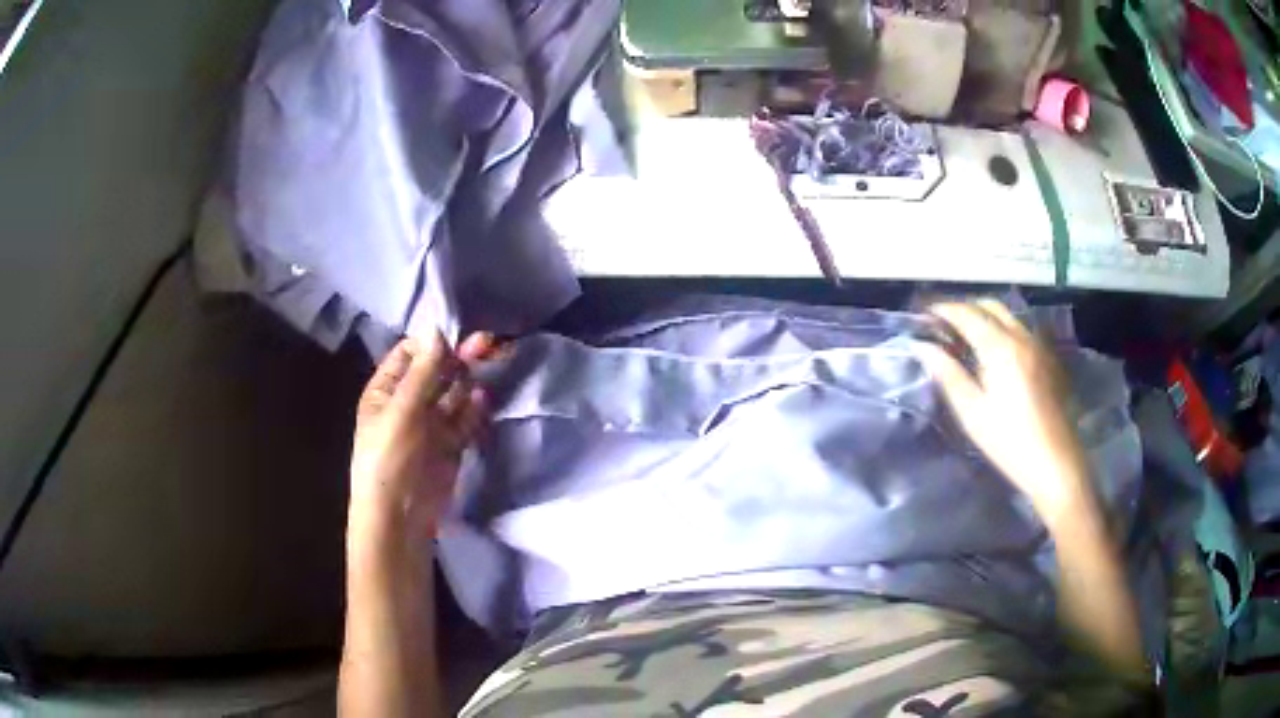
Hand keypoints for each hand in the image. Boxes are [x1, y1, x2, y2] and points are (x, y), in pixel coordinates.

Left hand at [349, 331, 495, 544]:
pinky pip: (464, 420)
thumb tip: (436, 329)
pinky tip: (482, 401)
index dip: (432, 343)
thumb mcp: (402, 412)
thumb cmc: (390, 458)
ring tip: (488, 368)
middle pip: (436, 372)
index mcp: (386, 390)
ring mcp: (430, 424)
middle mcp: (408, 403)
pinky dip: (473, 410)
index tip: (457, 336)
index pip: (409, 354)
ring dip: (468, 381)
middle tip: (487, 343)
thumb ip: (423, 373)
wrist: (400, 516)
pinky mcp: (450, 445)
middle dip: (458, 357)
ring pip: (453, 394)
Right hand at [917, 300, 1093, 520]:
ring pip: (1008, 316)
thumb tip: (923, 347)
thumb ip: (948, 375)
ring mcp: (1038, 346)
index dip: (944, 310)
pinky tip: (994, 352)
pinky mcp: (1047, 359)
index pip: (967, 315)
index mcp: (1000, 347)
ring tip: (966, 335)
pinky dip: (1002, 328)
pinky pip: (1020, 330)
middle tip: (944, 324)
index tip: (923, 313)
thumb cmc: (1009, 442)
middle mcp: (1021, 337)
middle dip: (965, 308)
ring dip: (985, 316)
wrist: (1055, 463)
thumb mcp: (973, 413)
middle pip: (990, 306)